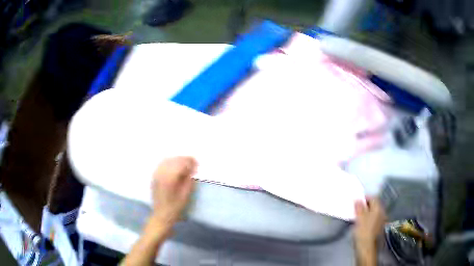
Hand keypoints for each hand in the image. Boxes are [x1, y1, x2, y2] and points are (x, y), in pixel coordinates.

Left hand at [150, 157, 196, 228]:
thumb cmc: (175, 207)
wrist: (161, 214)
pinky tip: (175, 165)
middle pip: (173, 160)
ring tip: (185, 163)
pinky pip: (162, 164)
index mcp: (169, 179)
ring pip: (167, 160)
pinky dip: (169, 162)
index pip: (180, 164)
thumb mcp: (185, 195)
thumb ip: (189, 180)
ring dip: (177, 160)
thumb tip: (192, 169)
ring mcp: (156, 174)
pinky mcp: (154, 176)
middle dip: (184, 159)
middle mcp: (161, 174)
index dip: (189, 162)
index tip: (197, 163)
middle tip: (193, 162)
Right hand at [354, 197, 385, 265]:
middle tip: (357, 208)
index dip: (365, 198)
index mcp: (378, 209)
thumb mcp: (359, 218)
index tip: (357, 201)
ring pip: (374, 213)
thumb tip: (358, 199)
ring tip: (358, 216)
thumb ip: (359, 207)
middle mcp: (382, 213)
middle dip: (366, 205)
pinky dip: (368, 219)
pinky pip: (374, 219)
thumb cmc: (363, 231)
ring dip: (367, 212)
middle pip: (374, 205)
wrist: (367, 247)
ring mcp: (381, 221)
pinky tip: (363, 224)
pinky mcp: (378, 228)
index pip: (373, 198)